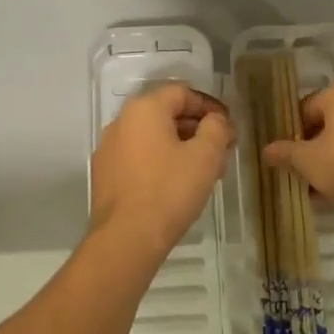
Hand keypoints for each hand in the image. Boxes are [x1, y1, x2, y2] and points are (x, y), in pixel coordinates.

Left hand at [90, 83, 234, 258]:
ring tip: (203, 173)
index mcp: (144, 109)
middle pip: (166, 114)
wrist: (126, 239)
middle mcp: (121, 121)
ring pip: (153, 138)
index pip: (183, 93)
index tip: (228, 128)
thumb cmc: (169, 190)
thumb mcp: (206, 156)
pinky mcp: (105, 174)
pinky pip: (139, 158)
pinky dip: (160, 163)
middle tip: (220, 152)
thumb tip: (216, 120)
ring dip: (180, 148)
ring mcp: (109, 149)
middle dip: (197, 130)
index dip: (210, 107)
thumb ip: (216, 128)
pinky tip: (176, 186)